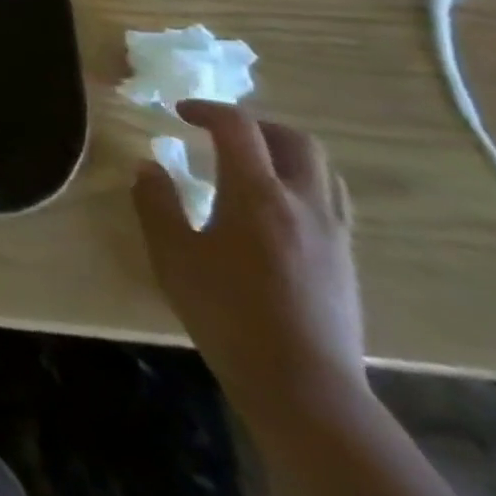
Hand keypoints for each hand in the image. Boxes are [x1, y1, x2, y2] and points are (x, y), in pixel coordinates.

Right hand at [133, 101, 364, 423]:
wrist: (303, 386)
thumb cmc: (226, 312)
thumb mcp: (172, 254)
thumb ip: (156, 202)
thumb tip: (149, 166)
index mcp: (257, 193)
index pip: (238, 127)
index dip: (207, 110)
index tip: (179, 113)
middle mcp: (302, 203)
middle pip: (295, 140)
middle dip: (256, 126)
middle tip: (221, 133)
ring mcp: (333, 234)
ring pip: (323, 170)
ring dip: (285, 153)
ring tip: (252, 165)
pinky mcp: (346, 261)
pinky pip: (332, 202)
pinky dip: (304, 185)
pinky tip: (277, 209)